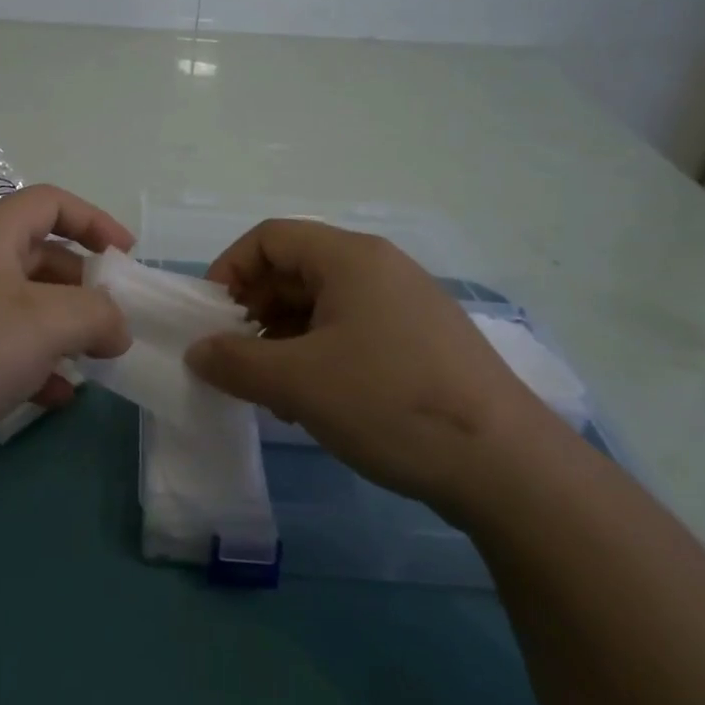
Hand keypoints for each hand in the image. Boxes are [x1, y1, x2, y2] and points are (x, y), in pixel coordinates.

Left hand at [0, 184, 133, 496]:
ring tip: (96, 357)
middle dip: (83, 284)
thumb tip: (118, 326)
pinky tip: (59, 396)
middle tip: (115, 317)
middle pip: (38, 255)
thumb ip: (98, 313)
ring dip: (63, 328)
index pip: (48, 203)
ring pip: (22, 306)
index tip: (128, 255)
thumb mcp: (48, 322)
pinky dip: (35, 363)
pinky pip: (1, 347)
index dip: (93, 220)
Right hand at [184, 219, 562, 516]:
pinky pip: (353, 331)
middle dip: (256, 311)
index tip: (212, 318)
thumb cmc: (390, 402)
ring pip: (323, 304)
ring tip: (274, 392)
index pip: (269, 238)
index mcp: (350, 257)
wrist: (507, 467)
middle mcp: (379, 268)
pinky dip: (319, 355)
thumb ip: (235, 362)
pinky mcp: (422, 341)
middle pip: (296, 269)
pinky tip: (315, 402)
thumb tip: (197, 353)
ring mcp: (406, 304)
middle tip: (238, 359)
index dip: (230, 269)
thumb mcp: (298, 383)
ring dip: (285, 339)